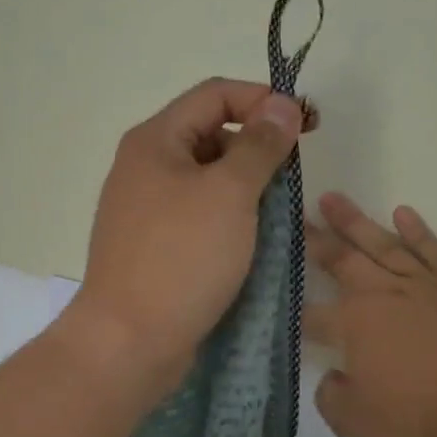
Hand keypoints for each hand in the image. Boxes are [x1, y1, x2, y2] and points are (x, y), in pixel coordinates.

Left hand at [59, 79, 303, 401]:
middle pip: (209, 135)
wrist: (129, 341)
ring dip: (245, 187)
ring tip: (278, 212)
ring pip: (205, 181)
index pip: (215, 95)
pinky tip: (251, 240)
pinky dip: (227, 219)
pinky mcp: (152, 248)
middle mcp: (143, 168)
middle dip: (256, 146)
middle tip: (293, 176)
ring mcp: (144, 211)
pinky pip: (197, 217)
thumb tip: (282, 104)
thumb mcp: (229, 194)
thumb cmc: (181, 259)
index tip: (307, 125)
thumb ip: (259, 146)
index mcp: (154, 141)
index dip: (264, 100)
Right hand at [306, 194, 436, 436]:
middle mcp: (383, 296)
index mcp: (353, 327)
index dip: (293, 311)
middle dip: (315, 239)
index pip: (312, 315)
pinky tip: (402, 213)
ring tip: (333, 198)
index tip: (278, 301)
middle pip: (342, 261)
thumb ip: (331, 398)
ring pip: (382, 245)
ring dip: (355, 222)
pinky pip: (433, 252)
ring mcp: (424, 288)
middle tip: (295, 214)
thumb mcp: (357, 426)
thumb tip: (332, 378)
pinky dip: (417, 231)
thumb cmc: (422, 421)